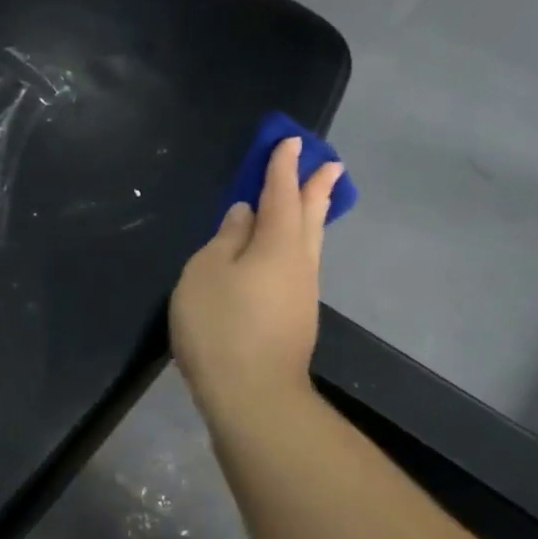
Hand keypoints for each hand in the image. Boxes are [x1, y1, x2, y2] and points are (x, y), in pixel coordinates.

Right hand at [170, 137, 343, 424]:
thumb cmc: (221, 326)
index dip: (282, 168)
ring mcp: (303, 293)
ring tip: (317, 199)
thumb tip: (245, 215)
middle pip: (310, 216)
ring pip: (310, 243)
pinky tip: (290, 253)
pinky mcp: (297, 318)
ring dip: (314, 216)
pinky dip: (301, 245)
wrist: (253, 396)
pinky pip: (302, 265)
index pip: (281, 194)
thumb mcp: (207, 273)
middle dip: (316, 188)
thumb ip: (226, 239)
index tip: (291, 142)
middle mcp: (299, 263)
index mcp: (278, 243)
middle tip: (330, 164)